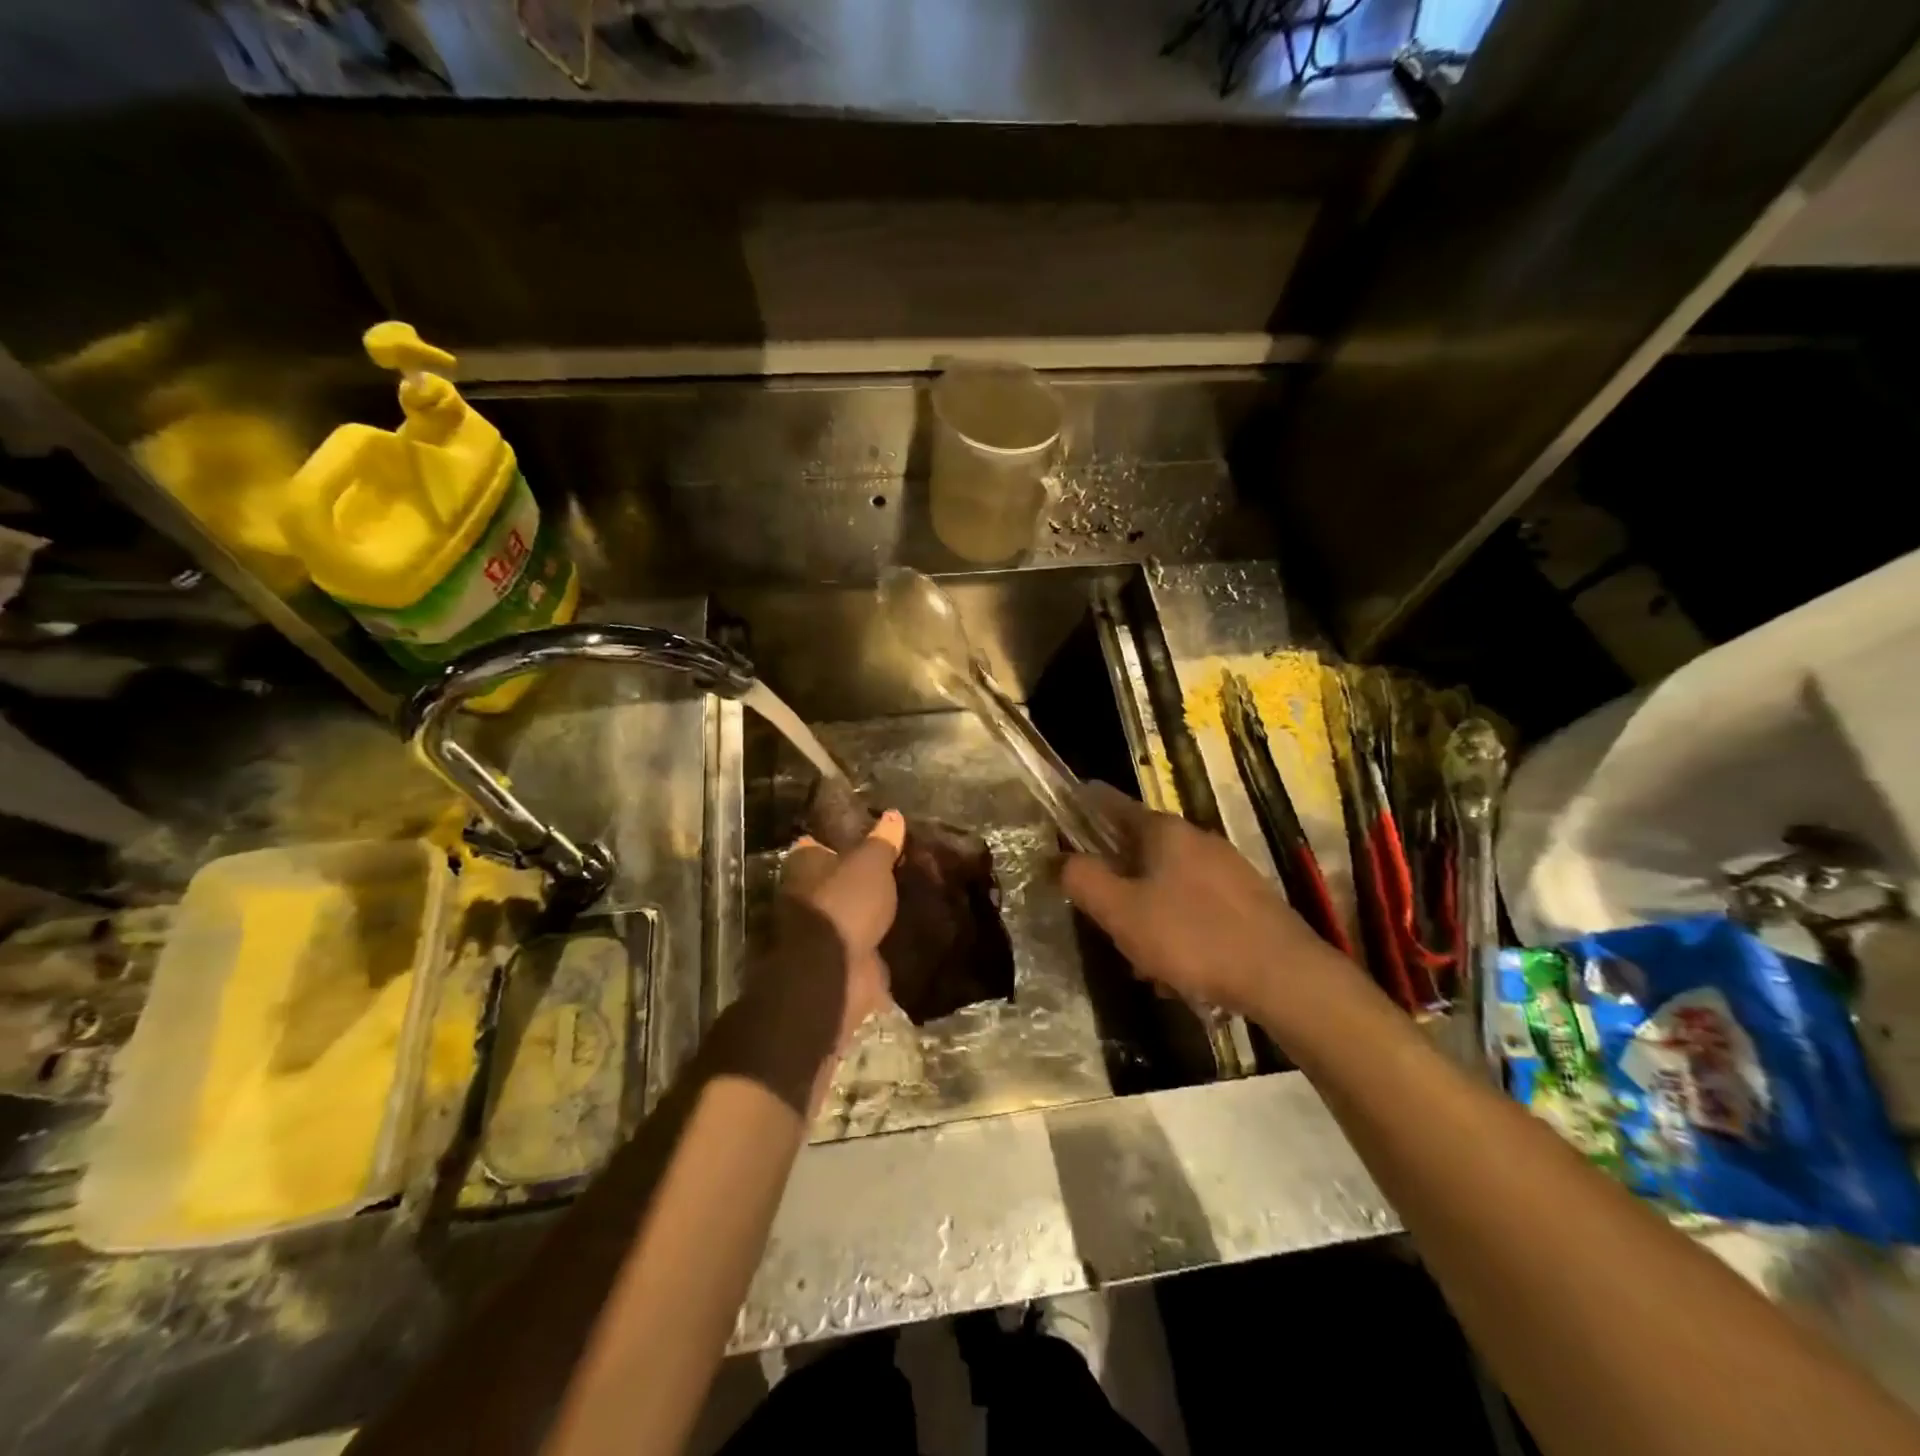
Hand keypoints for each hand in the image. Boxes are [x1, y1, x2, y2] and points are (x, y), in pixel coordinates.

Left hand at [750, 809, 904, 1053]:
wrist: (833, 971)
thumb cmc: (845, 903)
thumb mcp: (870, 863)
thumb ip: (882, 841)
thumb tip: (893, 814)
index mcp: (803, 866)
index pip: (816, 844)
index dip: (839, 839)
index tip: (867, 836)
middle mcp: (803, 896)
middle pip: (831, 879)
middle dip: (856, 877)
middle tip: (892, 867)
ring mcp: (819, 932)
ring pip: (846, 912)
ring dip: (866, 910)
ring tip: (902, 897)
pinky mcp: (838, 959)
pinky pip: (860, 942)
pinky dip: (875, 939)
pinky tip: (901, 930)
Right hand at [1061, 783, 1352, 1021]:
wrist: (1283, 976)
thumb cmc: (1192, 936)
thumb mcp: (1121, 912)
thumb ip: (1083, 880)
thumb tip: (1058, 858)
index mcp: (1163, 830)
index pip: (1110, 802)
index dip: (1081, 807)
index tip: (1060, 818)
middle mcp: (1196, 838)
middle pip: (1137, 847)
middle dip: (1114, 879)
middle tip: (1102, 916)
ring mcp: (1225, 867)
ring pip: (1165, 881)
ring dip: (1144, 910)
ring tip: (1141, 959)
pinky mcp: (1245, 899)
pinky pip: (1193, 904)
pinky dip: (1175, 926)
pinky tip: (1177, 968)